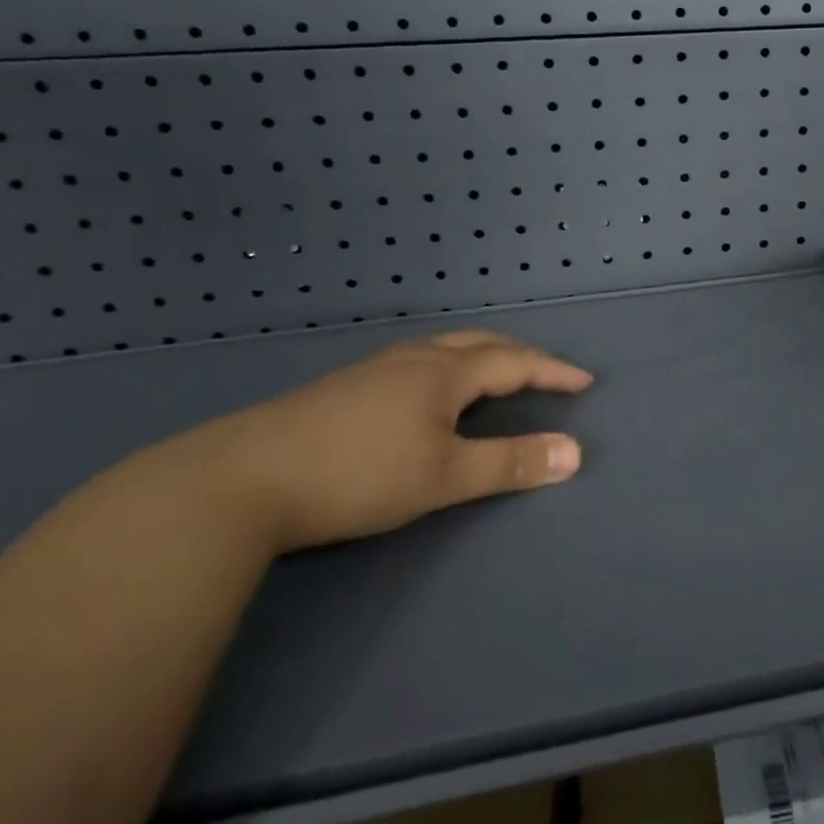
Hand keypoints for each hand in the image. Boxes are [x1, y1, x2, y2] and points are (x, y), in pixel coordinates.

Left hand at [190, 331, 592, 552]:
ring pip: (440, 350)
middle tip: (544, 371)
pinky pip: (413, 364)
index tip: (584, 382)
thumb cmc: (356, 475)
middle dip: (518, 355)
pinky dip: (444, 369)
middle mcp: (411, 359)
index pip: (513, 362)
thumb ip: (511, 464)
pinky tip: (425, 395)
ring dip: (478, 357)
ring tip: (492, 377)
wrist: (239, 480)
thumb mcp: (444, 477)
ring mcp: (371, 370)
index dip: (552, 371)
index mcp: (442, 372)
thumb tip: (575, 452)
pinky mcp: (341, 389)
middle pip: (478, 343)